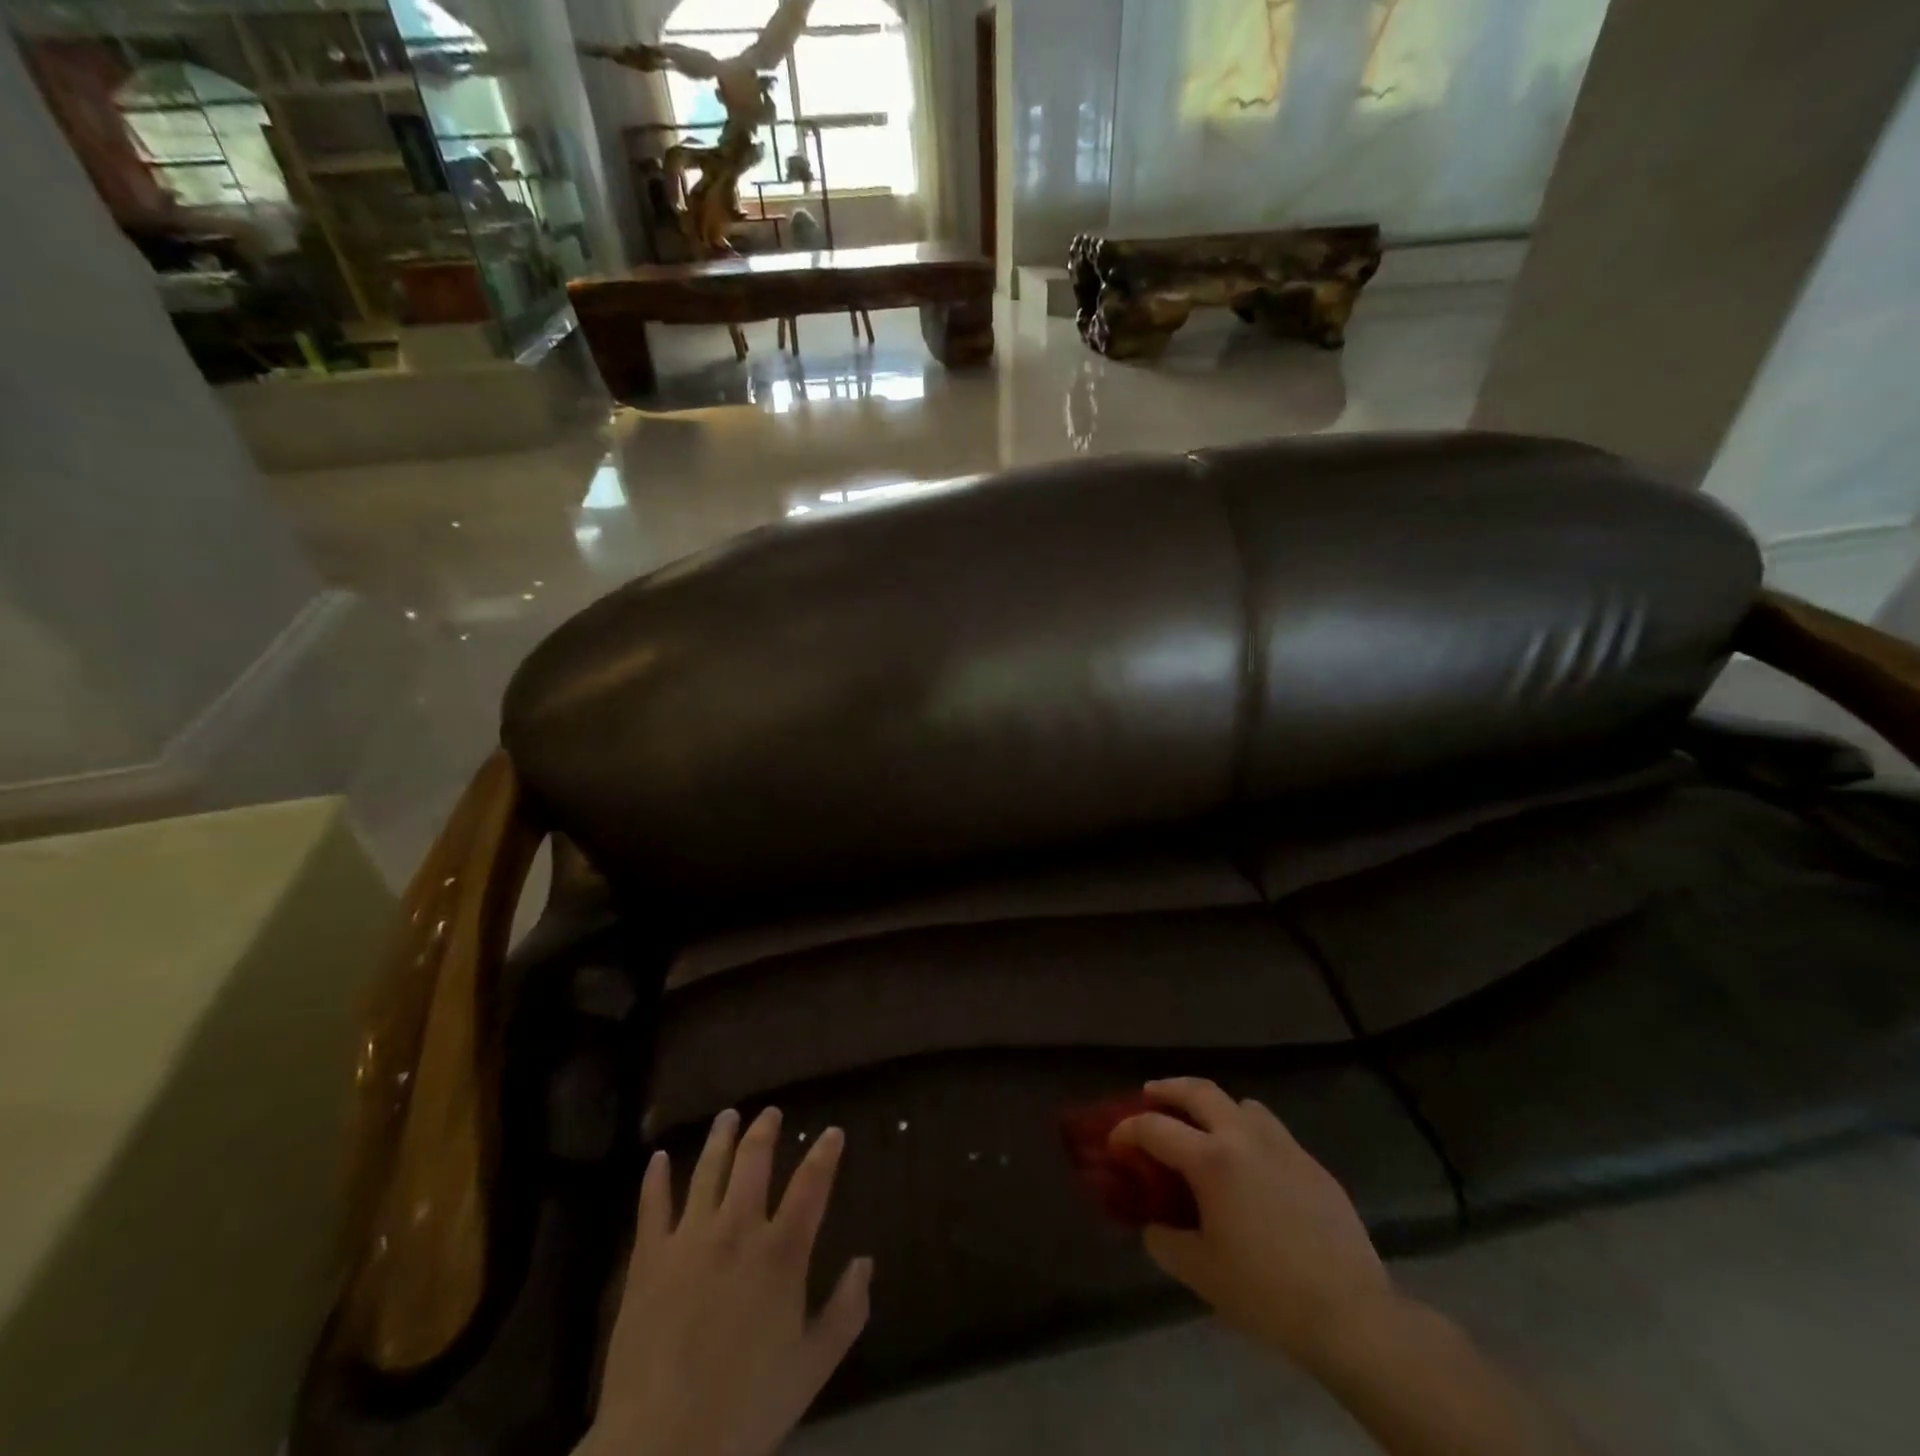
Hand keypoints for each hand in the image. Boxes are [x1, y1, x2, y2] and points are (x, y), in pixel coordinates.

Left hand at [585, 1108, 871, 1455]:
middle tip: (770, 1112)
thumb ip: (846, 1311)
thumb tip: (866, 1261)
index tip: (833, 1132)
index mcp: (781, 1253)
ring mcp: (689, 1239)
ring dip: (720, 1138)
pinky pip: (652, 1206)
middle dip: (765, 1131)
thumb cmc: (745, 1408)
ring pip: (708, 1170)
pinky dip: (657, 1178)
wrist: (660, 1447)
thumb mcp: (812, 1368)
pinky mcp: (649, 1259)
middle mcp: (738, 1230)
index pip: (811, 1185)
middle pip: (754, 1162)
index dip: (825, 1153)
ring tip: (728, 1115)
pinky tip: (660, 1158)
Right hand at [1113, 1078, 1393, 1370]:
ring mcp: (1283, 1146)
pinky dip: (1251, 1135)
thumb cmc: (1265, 1292)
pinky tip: (1254, 1169)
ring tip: (1207, 1129)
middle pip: (1199, 1090)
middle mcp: (1244, 1138)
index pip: (1155, 1127)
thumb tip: (1153, 1225)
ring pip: (1242, 1104)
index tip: (1115, 1142)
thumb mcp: (1200, 1272)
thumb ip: (1165, 1241)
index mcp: (1211, 1160)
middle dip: (1169, 1088)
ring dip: (1216, 1108)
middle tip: (1150, 1094)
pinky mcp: (1312, 1164)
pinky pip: (1273, 1133)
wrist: (1349, 1314)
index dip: (1127, 1130)